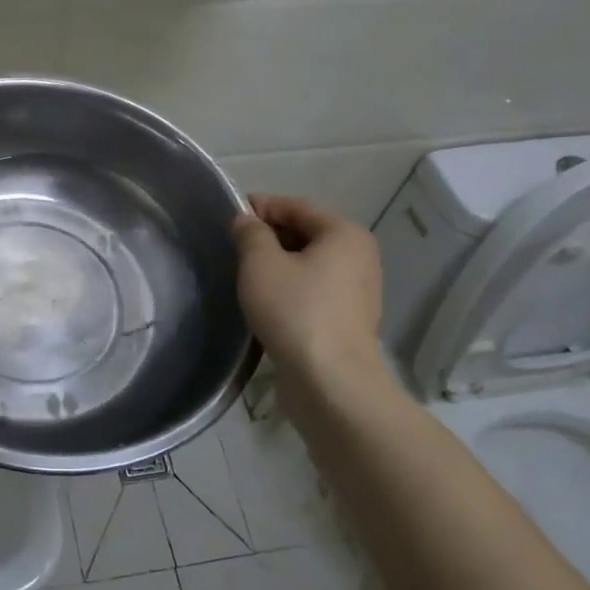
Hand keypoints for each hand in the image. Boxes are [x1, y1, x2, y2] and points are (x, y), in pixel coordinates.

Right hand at [231, 195, 386, 384]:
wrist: (330, 382)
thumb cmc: (295, 311)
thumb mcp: (260, 264)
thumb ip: (250, 233)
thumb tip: (246, 220)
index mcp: (345, 234)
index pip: (297, 206)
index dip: (262, 206)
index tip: (230, 215)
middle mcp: (359, 257)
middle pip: (306, 234)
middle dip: (270, 236)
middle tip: (234, 247)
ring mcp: (358, 292)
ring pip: (310, 265)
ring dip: (279, 264)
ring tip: (245, 275)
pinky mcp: (349, 321)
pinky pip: (314, 291)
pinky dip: (291, 288)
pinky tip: (266, 302)